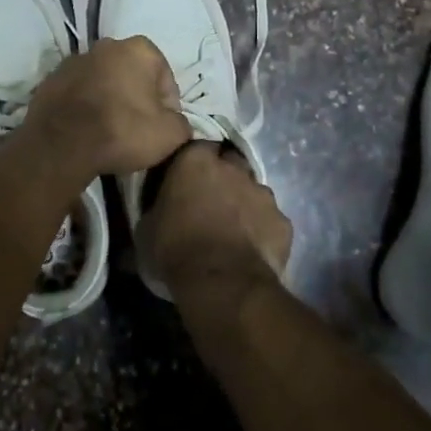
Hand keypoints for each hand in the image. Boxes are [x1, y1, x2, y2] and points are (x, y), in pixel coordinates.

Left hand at [21, 37, 193, 177]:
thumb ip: (182, 123)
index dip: (168, 106)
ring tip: (110, 130)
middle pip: (132, 74)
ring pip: (103, 80)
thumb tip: (176, 123)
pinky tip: (86, 129)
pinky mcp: (51, 78)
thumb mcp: (171, 134)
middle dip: (137, 97)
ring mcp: (75, 60)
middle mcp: (107, 45)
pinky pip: (78, 92)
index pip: (165, 78)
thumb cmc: (123, 131)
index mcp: (140, 49)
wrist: (61, 144)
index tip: (162, 128)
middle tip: (137, 129)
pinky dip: (85, 105)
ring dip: (110, 98)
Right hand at [140, 142, 292, 305]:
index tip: (188, 180)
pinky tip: (254, 248)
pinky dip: (264, 229)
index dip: (195, 163)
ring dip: (245, 203)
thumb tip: (154, 214)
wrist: (221, 282)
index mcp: (196, 161)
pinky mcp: (283, 222)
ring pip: (254, 191)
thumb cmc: (175, 249)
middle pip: (231, 163)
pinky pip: (272, 220)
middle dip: (225, 176)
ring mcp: (263, 193)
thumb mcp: (147, 228)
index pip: (198, 147)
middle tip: (212, 201)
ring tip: (235, 228)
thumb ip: (157, 208)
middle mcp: (233, 168)